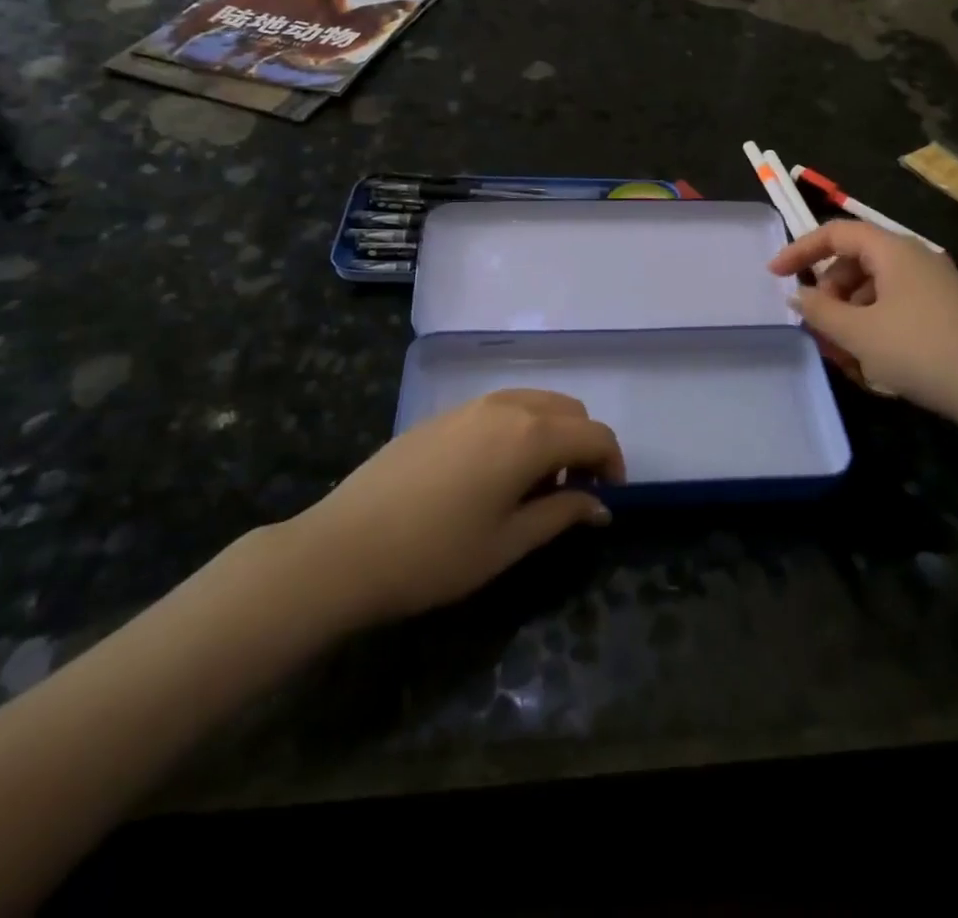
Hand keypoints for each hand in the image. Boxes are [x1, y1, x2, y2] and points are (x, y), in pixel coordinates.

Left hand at [286, 389, 624, 628]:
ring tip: (533, 484)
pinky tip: (493, 473)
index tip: (607, 500)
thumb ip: (561, 515)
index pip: (595, 435)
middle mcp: (506, 406)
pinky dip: (519, 428)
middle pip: (568, 410)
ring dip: (551, 433)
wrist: (344, 547)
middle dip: (583, 445)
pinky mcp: (443, 414)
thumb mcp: (508, 543)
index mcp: (530, 435)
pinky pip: (500, 407)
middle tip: (571, 493)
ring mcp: (471, 405)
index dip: (613, 464)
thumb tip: (600, 506)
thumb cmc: (436, 554)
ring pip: (534, 402)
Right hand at [770, 220, 957, 437]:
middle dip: (829, 292)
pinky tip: (874, 360)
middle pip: (855, 261)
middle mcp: (914, 258)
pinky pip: (895, 304)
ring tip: (845, 353)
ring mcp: (933, 284)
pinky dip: (874, 323)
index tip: (775, 275)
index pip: (836, 233)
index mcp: (893, 250)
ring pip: (874, 286)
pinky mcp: (944, 309)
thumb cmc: (920, 352)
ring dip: (850, 313)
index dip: (801, 250)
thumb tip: (797, 296)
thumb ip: (819, 311)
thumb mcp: (859, 333)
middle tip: (818, 326)